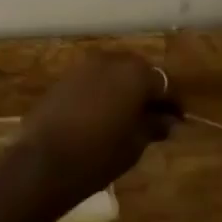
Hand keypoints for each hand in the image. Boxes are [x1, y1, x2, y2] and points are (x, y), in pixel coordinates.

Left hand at [16, 55, 176, 205]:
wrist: (43, 161)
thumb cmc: (98, 155)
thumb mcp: (134, 145)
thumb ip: (153, 126)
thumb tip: (168, 121)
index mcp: (136, 74)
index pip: (165, 84)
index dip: (173, 103)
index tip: (178, 121)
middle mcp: (113, 60)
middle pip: (140, 72)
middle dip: (149, 91)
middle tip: (155, 117)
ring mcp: (86, 66)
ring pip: (115, 73)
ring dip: (125, 89)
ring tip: (129, 116)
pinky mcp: (66, 76)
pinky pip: (95, 79)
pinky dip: (104, 90)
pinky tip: (104, 113)